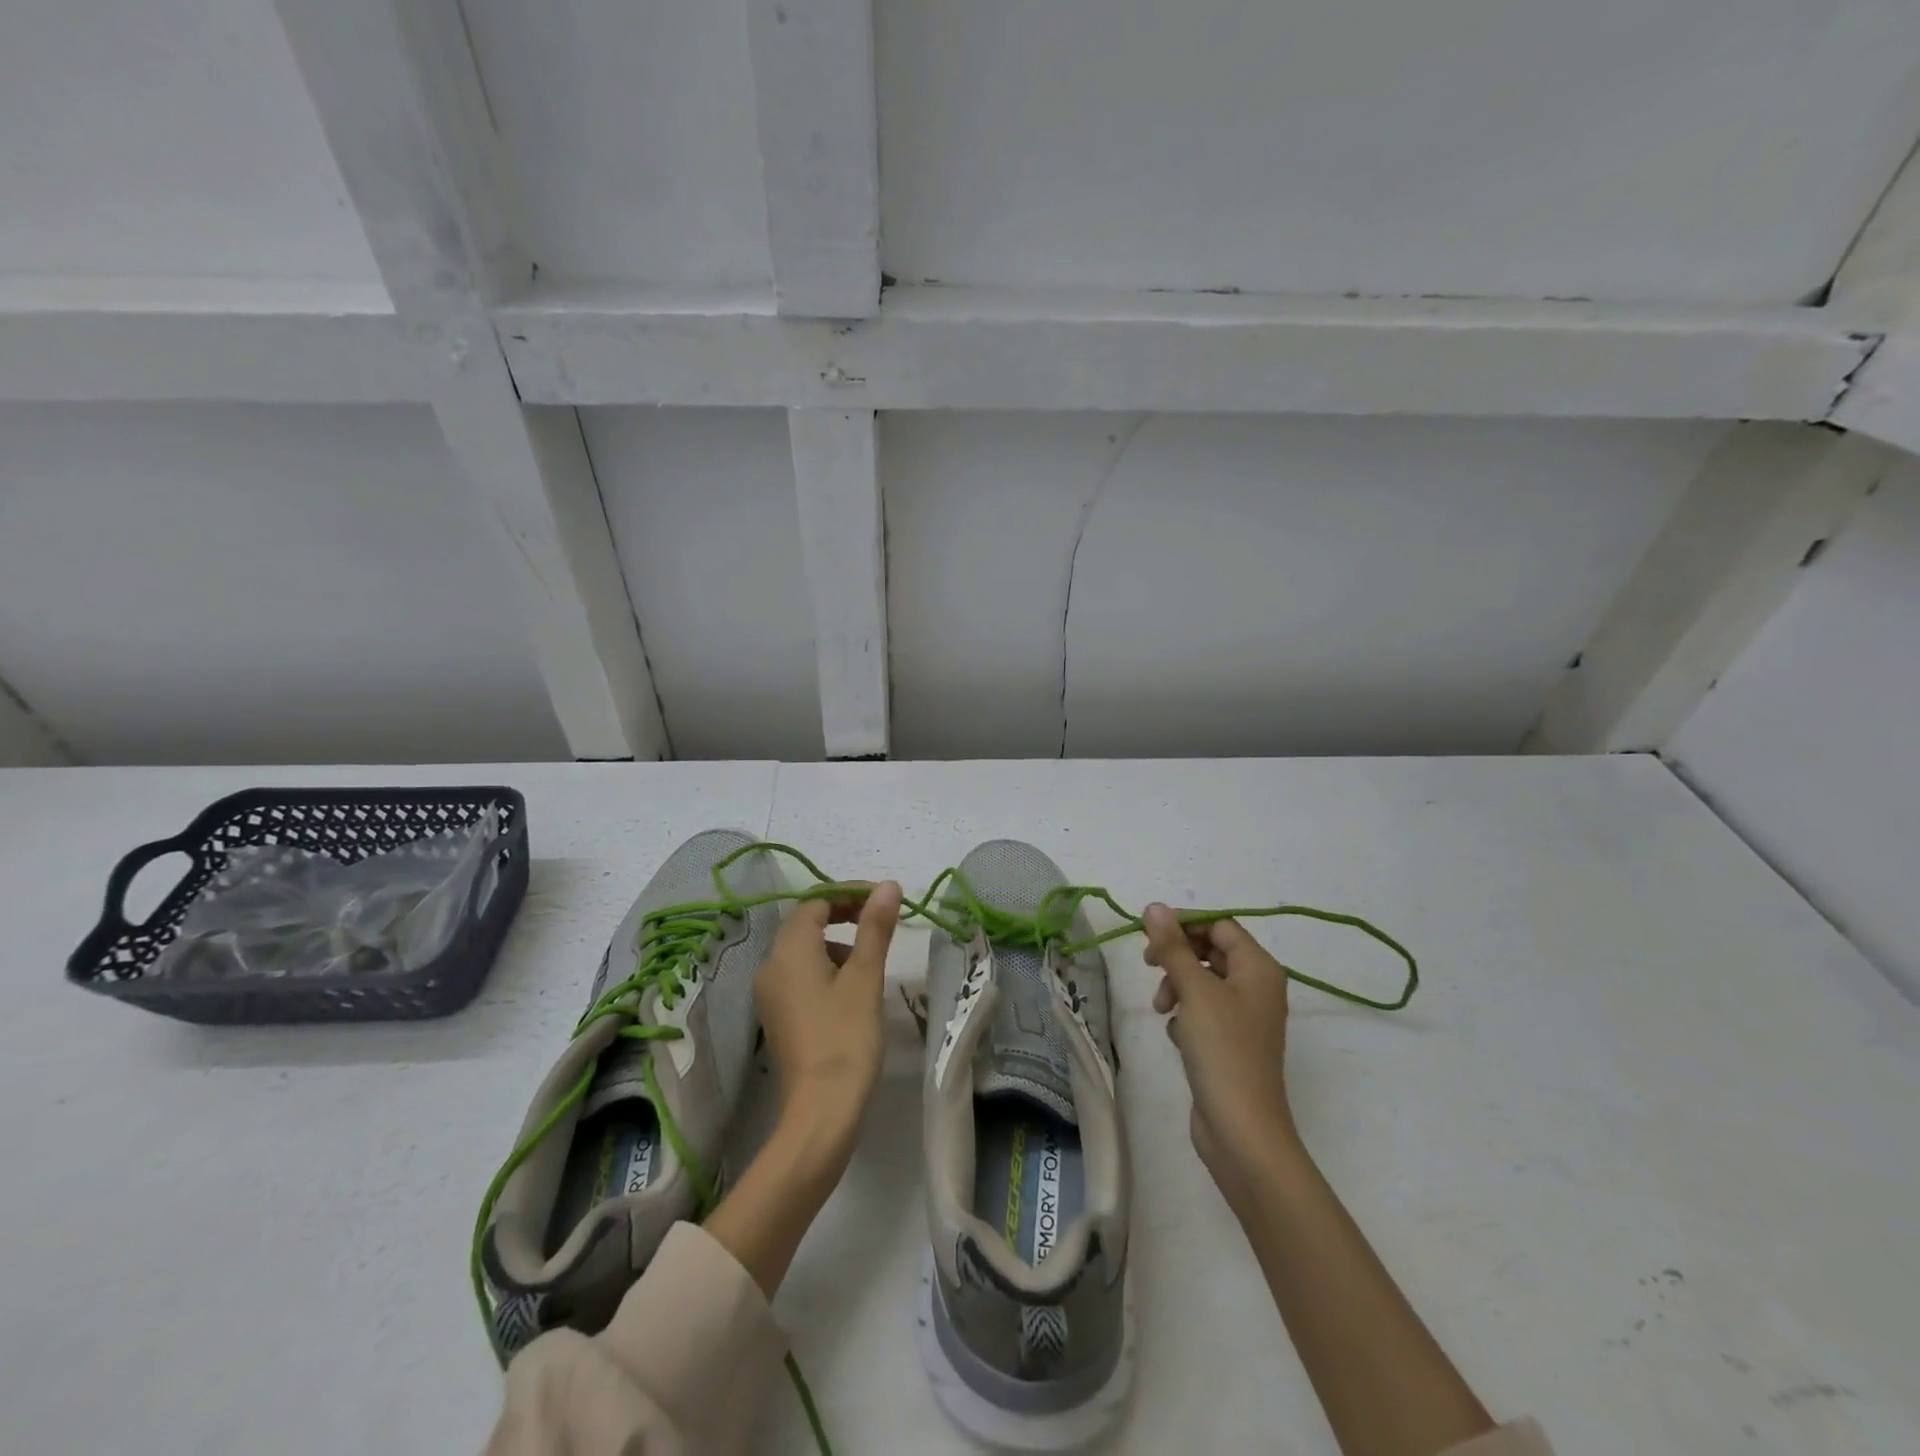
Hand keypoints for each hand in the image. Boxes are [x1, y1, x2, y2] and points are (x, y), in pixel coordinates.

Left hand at [754, 881, 902, 1147]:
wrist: (821, 1110)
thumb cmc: (847, 1036)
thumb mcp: (866, 977)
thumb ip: (875, 926)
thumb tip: (887, 885)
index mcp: (789, 949)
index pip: (816, 901)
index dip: (850, 894)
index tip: (883, 901)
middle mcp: (771, 964)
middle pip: (806, 922)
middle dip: (844, 914)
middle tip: (880, 922)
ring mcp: (770, 992)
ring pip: (804, 949)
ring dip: (837, 942)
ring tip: (871, 960)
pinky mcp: (777, 1014)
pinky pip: (800, 974)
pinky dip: (826, 967)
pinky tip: (852, 989)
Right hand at [1143, 904, 1297, 1210]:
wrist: (1242, 1130)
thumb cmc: (1223, 1051)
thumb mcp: (1195, 991)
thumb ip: (1173, 947)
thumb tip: (1154, 907)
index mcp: (1259, 968)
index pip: (1220, 925)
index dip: (1184, 923)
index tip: (1148, 933)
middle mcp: (1257, 987)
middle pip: (1211, 951)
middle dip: (1178, 956)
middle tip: (1149, 965)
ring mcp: (1246, 1017)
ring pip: (1204, 981)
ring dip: (1178, 986)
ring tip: (1162, 1008)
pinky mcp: (1231, 1043)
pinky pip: (1204, 1011)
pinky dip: (1186, 1014)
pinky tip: (1177, 1034)